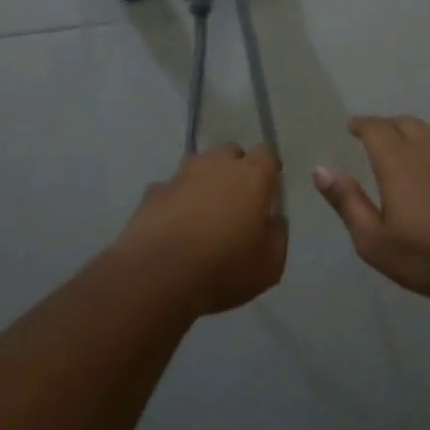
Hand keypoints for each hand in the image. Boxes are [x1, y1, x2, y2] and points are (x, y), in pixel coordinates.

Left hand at [112, 145, 287, 315]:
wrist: (158, 276)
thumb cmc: (224, 268)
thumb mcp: (270, 264)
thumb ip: (277, 235)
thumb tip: (272, 221)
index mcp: (252, 176)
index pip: (266, 153)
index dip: (268, 169)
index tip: (268, 190)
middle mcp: (217, 165)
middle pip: (231, 152)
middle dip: (235, 169)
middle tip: (236, 200)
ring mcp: (180, 176)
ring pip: (197, 165)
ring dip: (204, 180)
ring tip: (203, 210)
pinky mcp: (152, 193)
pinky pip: (169, 189)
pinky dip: (175, 200)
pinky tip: (173, 225)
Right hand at [314, 116, 429, 297]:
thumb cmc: (429, 253)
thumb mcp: (375, 240)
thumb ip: (348, 202)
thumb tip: (322, 170)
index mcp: (397, 161)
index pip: (375, 129)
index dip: (362, 124)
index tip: (351, 126)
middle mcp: (425, 149)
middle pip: (402, 123)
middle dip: (383, 124)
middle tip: (370, 133)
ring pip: (427, 128)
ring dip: (408, 128)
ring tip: (398, 139)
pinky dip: (429, 139)